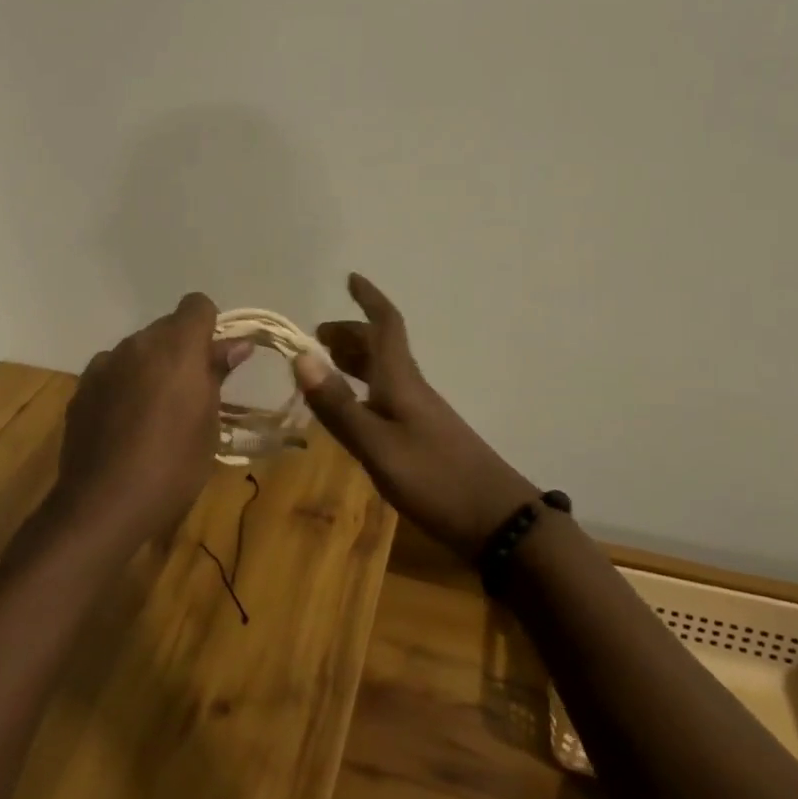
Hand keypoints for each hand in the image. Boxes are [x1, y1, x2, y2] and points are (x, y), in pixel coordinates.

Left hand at [51, 293, 253, 550]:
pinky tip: (125, 423)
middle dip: (182, 349)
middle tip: (192, 392)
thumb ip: (218, 374)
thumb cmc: (173, 466)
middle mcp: (139, 343)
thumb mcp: (209, 423)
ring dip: (151, 366)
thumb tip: (237, 344)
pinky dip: (124, 384)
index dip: (210, 326)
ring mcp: (105, 363)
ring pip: (138, 349)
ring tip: (155, 412)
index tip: (215, 360)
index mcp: (178, 347)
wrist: (102, 504)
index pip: (197, 305)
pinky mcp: (82, 387)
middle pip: (167, 327)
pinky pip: (113, 371)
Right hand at [294, 274, 539, 560]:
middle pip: (381, 347)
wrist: (497, 521)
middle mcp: (411, 388)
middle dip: (350, 334)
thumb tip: (300, 355)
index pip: (386, 325)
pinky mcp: (424, 437)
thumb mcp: (377, 446)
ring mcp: (420, 413)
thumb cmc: (434, 478)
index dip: (369, 299)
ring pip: (384, 372)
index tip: (350, 277)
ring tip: (326, 364)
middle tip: (317, 336)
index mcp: (401, 380)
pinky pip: (387, 396)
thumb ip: (338, 405)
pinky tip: (353, 411)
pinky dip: (364, 390)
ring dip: (355, 360)